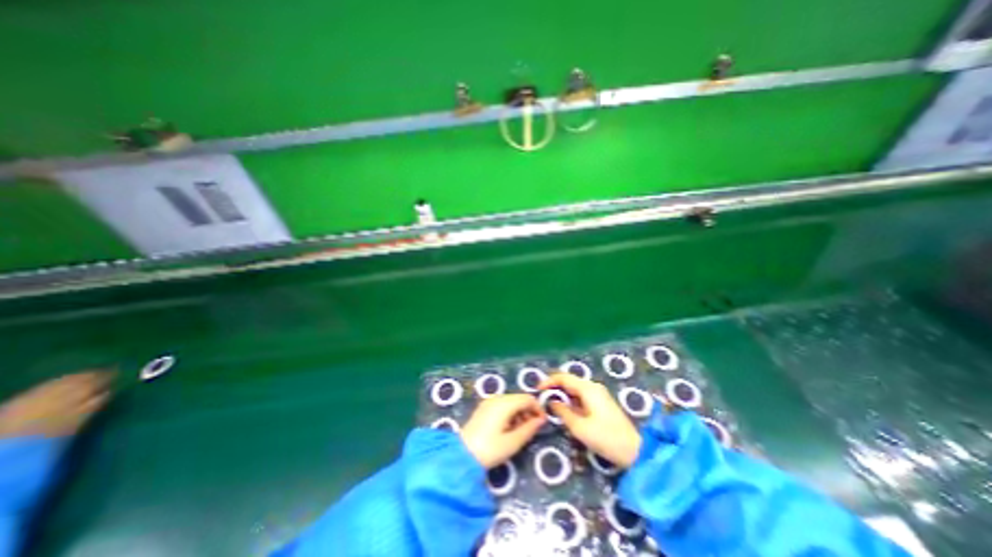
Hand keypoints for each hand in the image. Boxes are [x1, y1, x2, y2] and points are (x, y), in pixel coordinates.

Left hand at [462, 393, 545, 466]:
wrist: (462, 456)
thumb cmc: (490, 449)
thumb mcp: (513, 442)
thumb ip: (529, 429)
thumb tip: (541, 420)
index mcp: (505, 403)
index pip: (527, 398)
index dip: (538, 408)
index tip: (542, 423)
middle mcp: (497, 398)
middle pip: (519, 399)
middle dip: (528, 412)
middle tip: (532, 429)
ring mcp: (489, 402)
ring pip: (511, 402)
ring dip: (519, 413)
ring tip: (520, 432)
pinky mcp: (484, 408)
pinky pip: (502, 405)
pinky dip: (510, 414)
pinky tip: (508, 429)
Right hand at [540, 373, 640, 467]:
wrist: (635, 451)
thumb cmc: (606, 438)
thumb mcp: (579, 427)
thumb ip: (563, 412)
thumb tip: (552, 402)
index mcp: (588, 388)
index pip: (563, 377)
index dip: (548, 381)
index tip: (537, 390)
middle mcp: (593, 387)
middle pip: (569, 381)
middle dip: (554, 388)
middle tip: (542, 398)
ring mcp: (599, 394)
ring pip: (575, 389)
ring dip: (562, 394)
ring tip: (550, 404)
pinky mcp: (602, 403)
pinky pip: (581, 396)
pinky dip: (571, 400)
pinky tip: (565, 410)